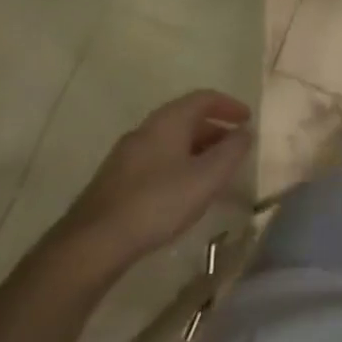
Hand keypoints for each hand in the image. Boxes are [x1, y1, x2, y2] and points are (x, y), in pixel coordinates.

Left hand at [47, 90, 252, 284]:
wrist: (93, 243)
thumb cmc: (158, 202)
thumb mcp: (207, 178)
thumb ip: (231, 152)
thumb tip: (245, 133)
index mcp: (168, 122)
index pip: (203, 98)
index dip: (228, 105)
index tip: (247, 119)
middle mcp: (145, 130)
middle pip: (186, 118)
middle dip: (215, 129)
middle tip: (235, 148)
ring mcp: (126, 155)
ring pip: (170, 141)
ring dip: (197, 149)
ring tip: (214, 172)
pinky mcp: (116, 180)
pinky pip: (157, 160)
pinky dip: (179, 164)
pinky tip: (184, 191)